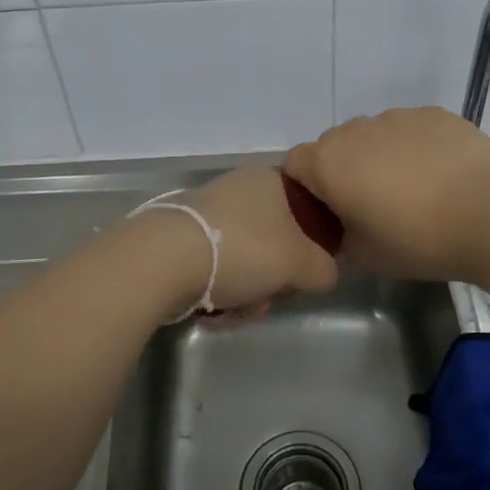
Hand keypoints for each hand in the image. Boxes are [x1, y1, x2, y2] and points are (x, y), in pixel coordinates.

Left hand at [147, 166, 340, 319]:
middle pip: (275, 240)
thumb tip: (326, 273)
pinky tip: (214, 309)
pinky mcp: (181, 237)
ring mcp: (208, 212)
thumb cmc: (243, 250)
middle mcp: (239, 188)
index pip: (306, 208)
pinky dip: (220, 290)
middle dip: (275, 277)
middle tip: (269, 296)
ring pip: (245, 259)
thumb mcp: (300, 262)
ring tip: (237, 309)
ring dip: (248, 291)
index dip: (312, 243)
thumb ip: (324, 268)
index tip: (307, 269)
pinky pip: (215, 267)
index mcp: (270, 180)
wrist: (163, 260)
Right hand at [283, 107, 489, 282]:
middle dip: (343, 171)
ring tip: (414, 190)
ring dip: (379, 157)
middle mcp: (355, 130)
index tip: (329, 213)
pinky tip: (441, 175)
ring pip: (373, 136)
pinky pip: (410, 129)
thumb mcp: (364, 256)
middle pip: (334, 146)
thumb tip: (343, 225)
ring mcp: (397, 116)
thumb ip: (339, 236)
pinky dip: (414, 147)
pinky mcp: (434, 113)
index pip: (294, 164)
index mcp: (328, 162)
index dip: (305, 189)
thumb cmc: (418, 240)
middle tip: (371, 205)